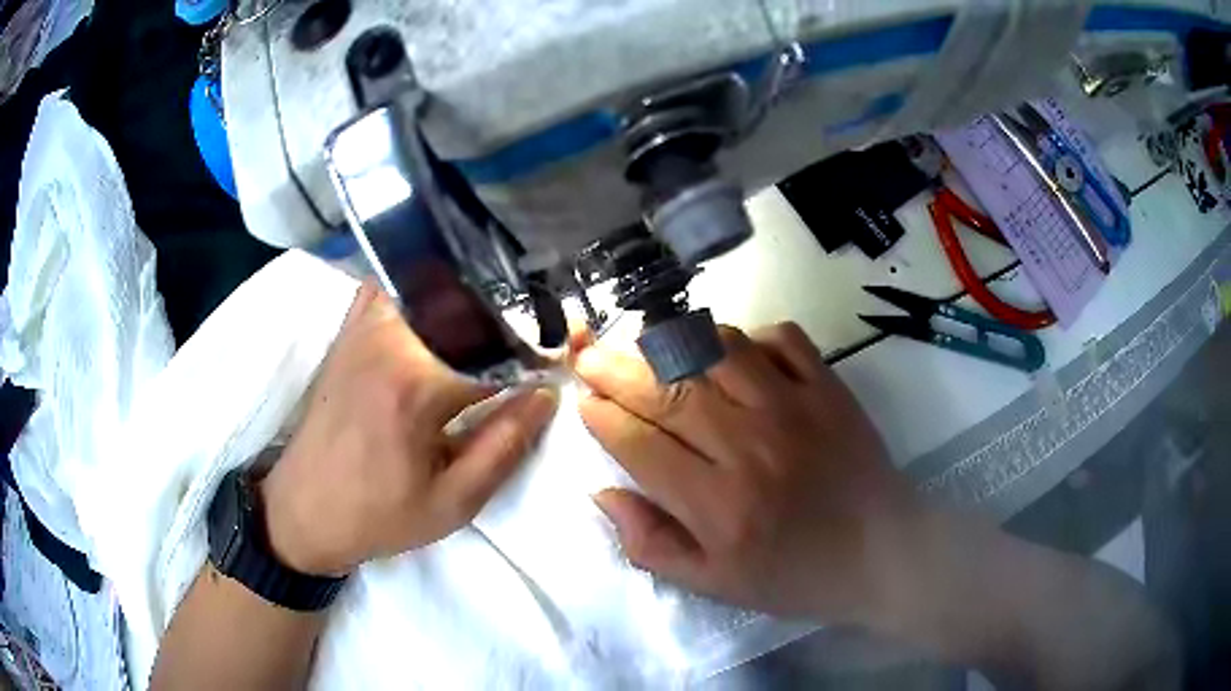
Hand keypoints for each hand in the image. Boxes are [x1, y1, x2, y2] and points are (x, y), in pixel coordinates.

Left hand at [259, 283, 557, 576]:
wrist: (302, 510)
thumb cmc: (377, 516)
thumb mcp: (453, 503)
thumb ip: (504, 446)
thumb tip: (546, 395)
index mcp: (419, 383)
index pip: (501, 348)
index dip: (542, 351)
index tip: (567, 358)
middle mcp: (392, 338)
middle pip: (472, 304)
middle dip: (514, 319)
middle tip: (538, 344)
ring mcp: (365, 325)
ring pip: (437, 287)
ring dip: (476, 302)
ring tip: (498, 331)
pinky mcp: (350, 329)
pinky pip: (396, 285)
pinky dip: (427, 288)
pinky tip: (444, 310)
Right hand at [575, 323, 919, 624]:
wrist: (883, 554)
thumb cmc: (795, 575)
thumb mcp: (714, 583)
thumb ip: (652, 544)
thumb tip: (603, 492)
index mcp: (718, 504)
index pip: (640, 444)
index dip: (603, 418)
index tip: (584, 402)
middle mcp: (750, 446)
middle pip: (668, 391)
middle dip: (617, 370)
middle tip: (590, 357)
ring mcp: (795, 407)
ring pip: (718, 350)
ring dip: (673, 342)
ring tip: (647, 346)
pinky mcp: (830, 387)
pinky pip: (781, 338)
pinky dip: (748, 335)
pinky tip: (731, 352)